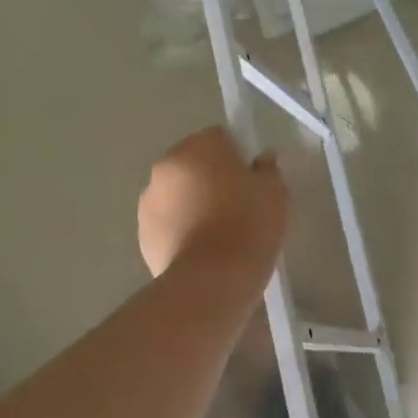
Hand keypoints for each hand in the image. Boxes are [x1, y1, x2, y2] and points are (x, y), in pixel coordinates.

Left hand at [139, 127, 288, 284]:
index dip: (238, 157)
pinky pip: (167, 223)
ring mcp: (149, 201)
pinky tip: (202, 251)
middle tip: (237, 207)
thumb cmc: (248, 226)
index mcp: (198, 147)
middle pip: (194, 164)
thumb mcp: (274, 193)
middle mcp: (166, 166)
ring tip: (218, 234)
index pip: (220, 138)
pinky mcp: (143, 234)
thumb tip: (262, 160)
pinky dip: (181, 230)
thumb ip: (268, 170)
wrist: (211, 280)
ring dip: (192, 204)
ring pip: (177, 194)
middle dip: (211, 179)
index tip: (251, 181)